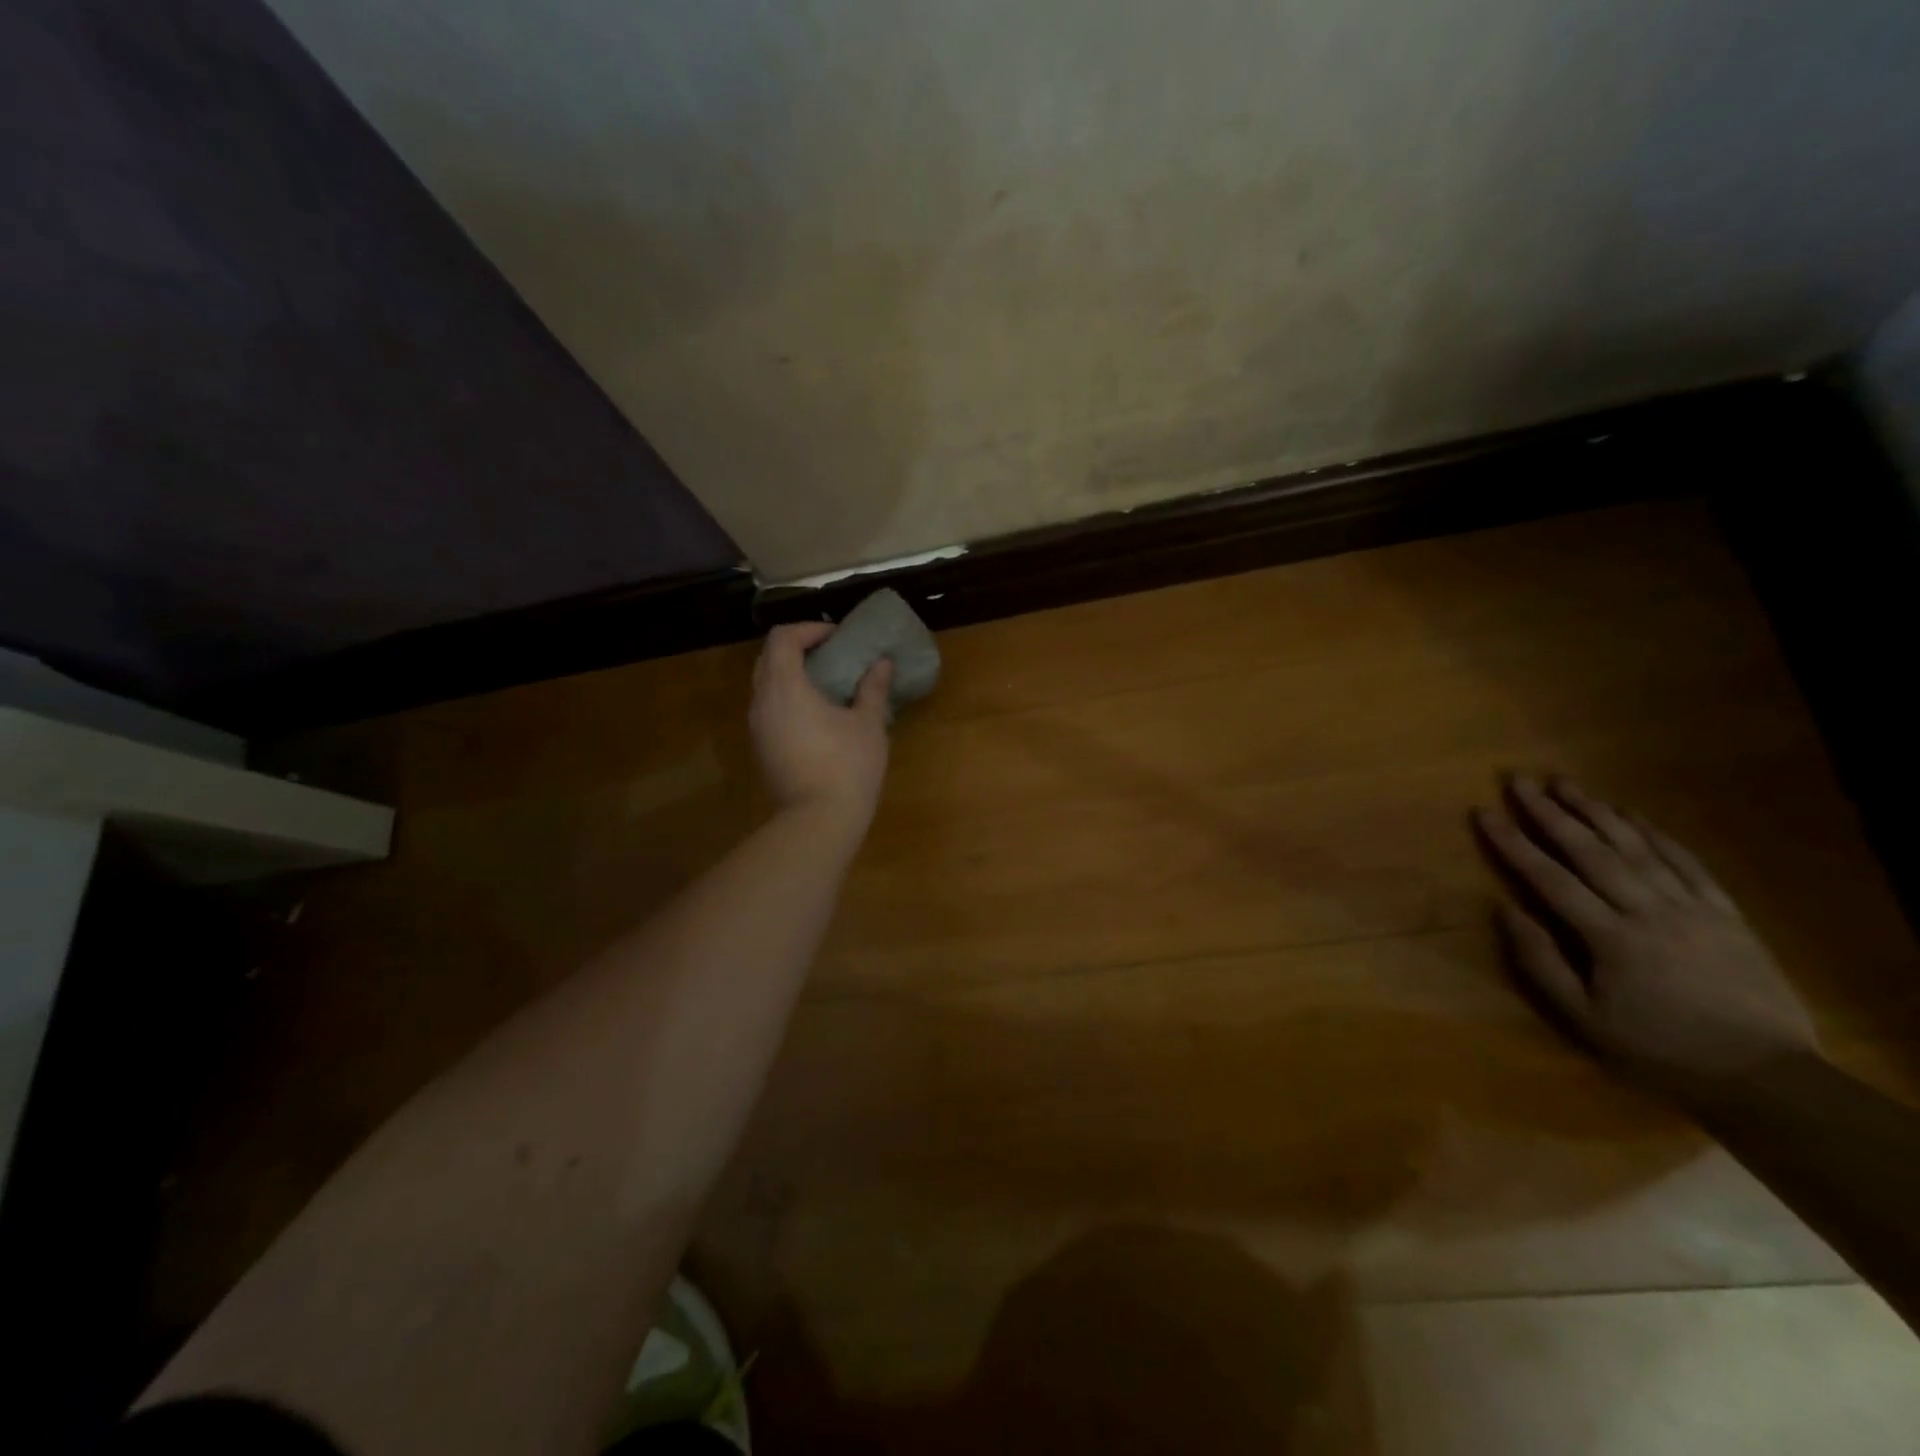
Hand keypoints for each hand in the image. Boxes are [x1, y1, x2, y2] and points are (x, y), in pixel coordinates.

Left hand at [750, 623, 893, 831]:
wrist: (818, 821)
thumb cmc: (847, 766)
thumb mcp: (868, 723)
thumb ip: (872, 688)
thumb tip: (882, 663)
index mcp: (785, 687)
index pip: (783, 638)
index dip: (809, 629)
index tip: (837, 637)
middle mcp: (762, 702)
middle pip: (768, 658)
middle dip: (797, 649)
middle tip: (831, 654)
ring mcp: (757, 727)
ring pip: (765, 685)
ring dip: (791, 675)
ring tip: (826, 684)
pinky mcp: (761, 749)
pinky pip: (768, 709)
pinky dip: (787, 699)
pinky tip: (816, 715)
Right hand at [1475, 775, 1818, 1098]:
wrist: (1767, 1076)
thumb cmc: (1660, 1050)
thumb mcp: (1584, 1019)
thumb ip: (1540, 962)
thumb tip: (1505, 910)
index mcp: (1611, 938)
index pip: (1550, 879)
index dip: (1514, 843)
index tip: (1484, 812)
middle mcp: (1650, 911)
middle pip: (1592, 852)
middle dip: (1552, 813)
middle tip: (1521, 781)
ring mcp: (1693, 908)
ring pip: (1638, 848)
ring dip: (1598, 812)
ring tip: (1567, 784)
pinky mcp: (1726, 913)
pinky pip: (1688, 863)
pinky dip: (1656, 834)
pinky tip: (1632, 815)